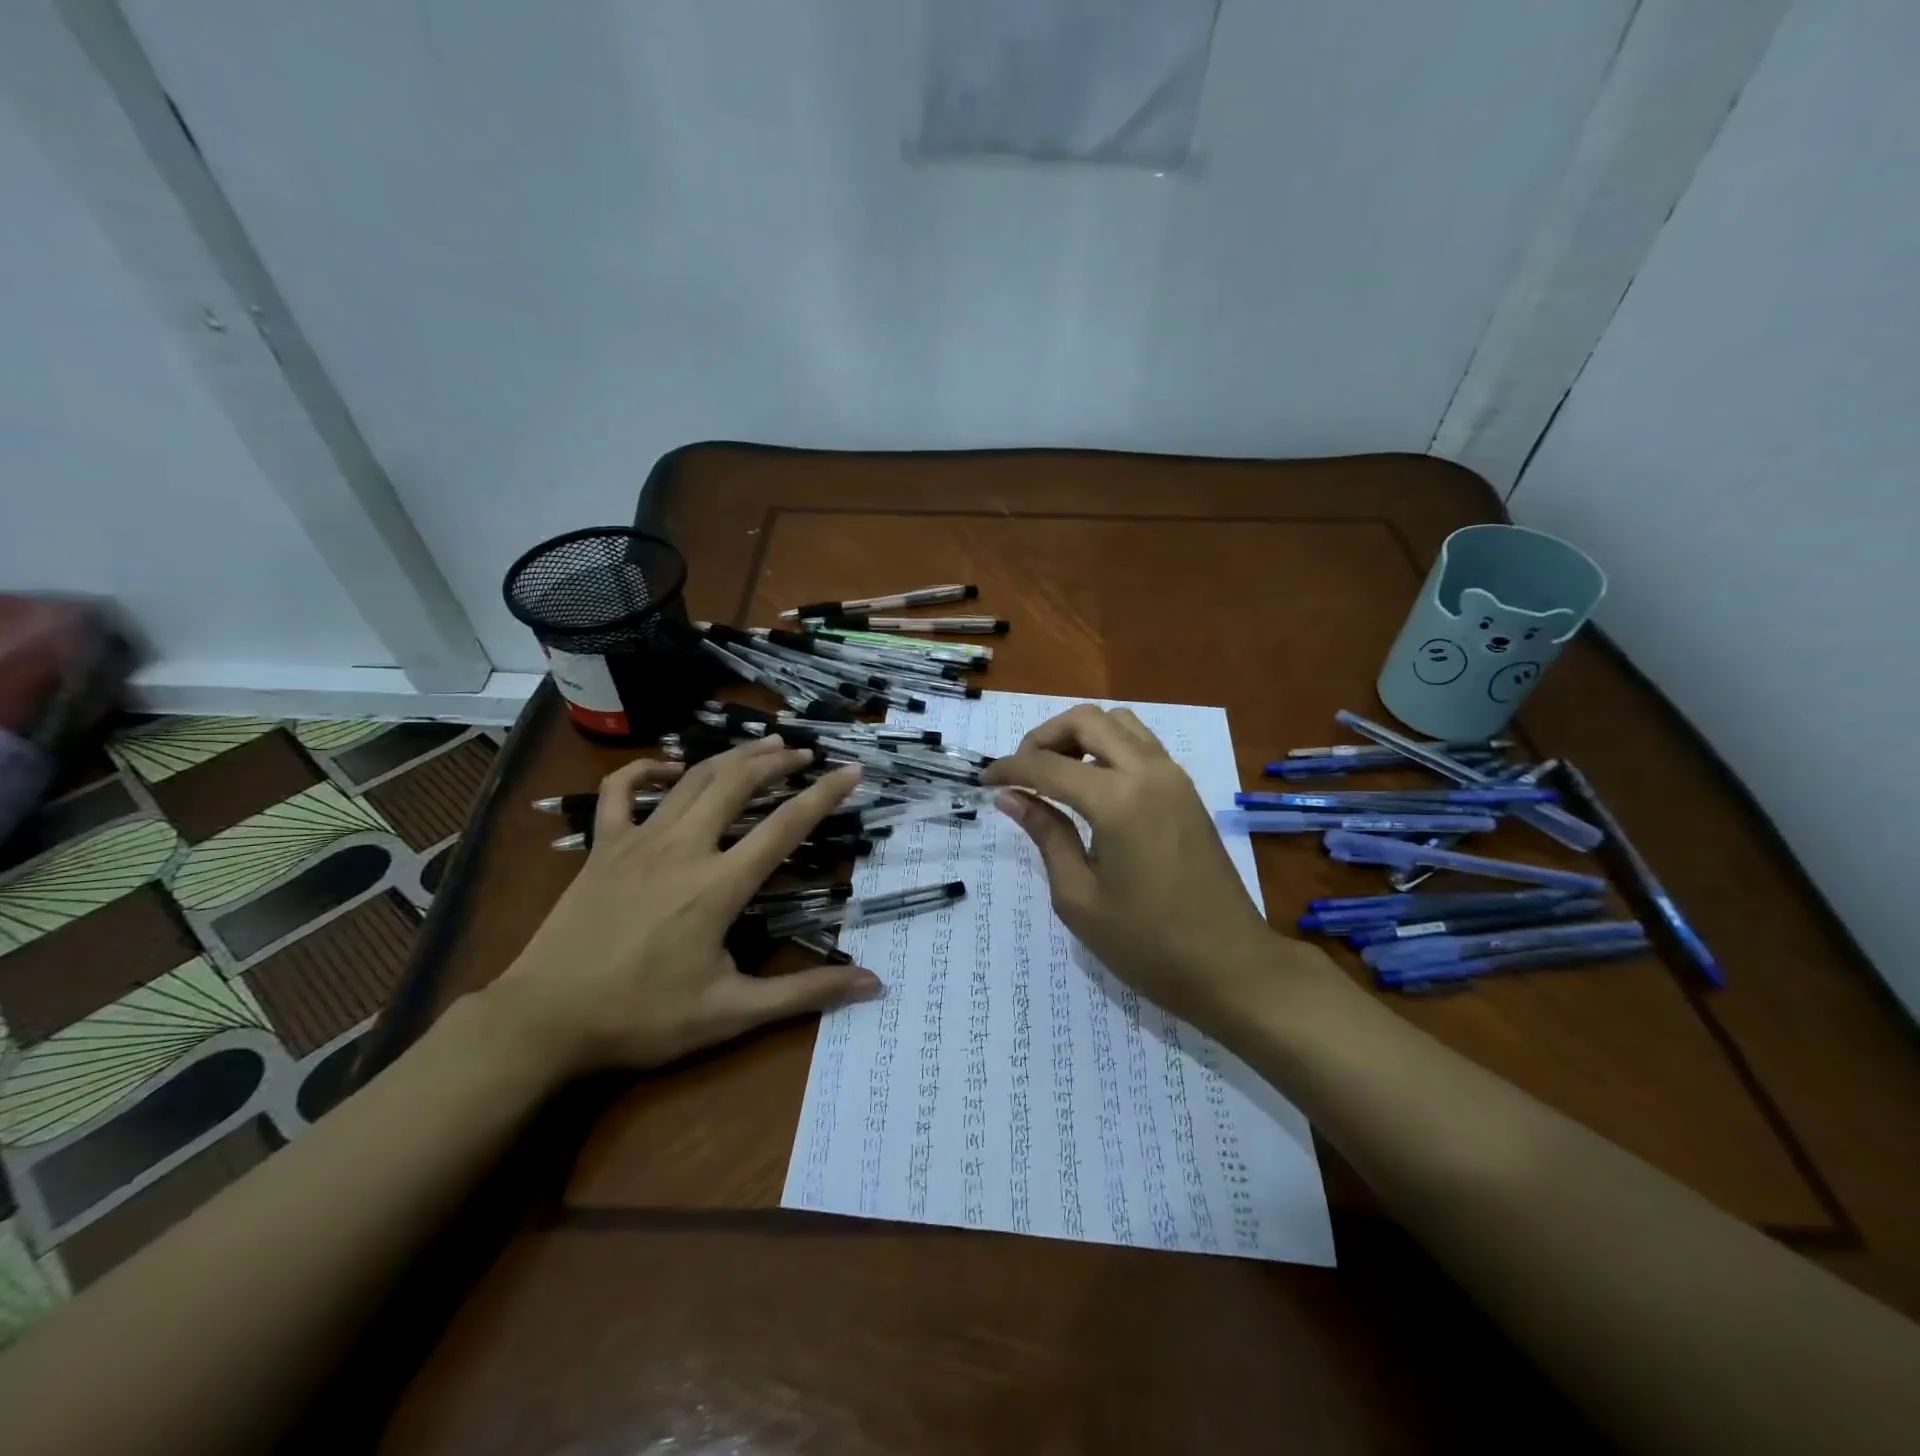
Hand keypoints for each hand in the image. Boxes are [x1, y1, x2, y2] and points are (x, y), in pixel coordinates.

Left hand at [487, 735, 880, 1079]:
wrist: (543, 1021)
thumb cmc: (641, 1017)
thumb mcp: (731, 1013)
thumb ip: (803, 993)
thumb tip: (873, 985)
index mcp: (718, 886)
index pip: (785, 826)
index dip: (824, 794)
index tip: (852, 771)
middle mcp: (683, 848)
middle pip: (737, 784)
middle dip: (777, 761)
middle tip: (805, 753)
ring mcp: (637, 841)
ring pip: (692, 779)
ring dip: (732, 756)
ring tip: (763, 745)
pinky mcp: (602, 847)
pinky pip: (620, 790)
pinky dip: (646, 770)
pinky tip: (669, 767)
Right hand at [982, 705, 1313, 1034]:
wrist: (1231, 966)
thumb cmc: (1147, 944)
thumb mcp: (1079, 897)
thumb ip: (1046, 835)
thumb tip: (1011, 798)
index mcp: (1118, 800)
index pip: (1049, 766)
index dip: (1010, 769)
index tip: (986, 782)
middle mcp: (1149, 772)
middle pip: (1086, 720)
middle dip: (1044, 737)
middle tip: (1021, 773)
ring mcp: (1174, 777)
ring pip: (1119, 722)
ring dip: (1080, 736)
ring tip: (1057, 775)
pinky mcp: (1186, 790)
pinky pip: (1141, 743)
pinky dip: (1109, 746)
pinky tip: (1092, 786)